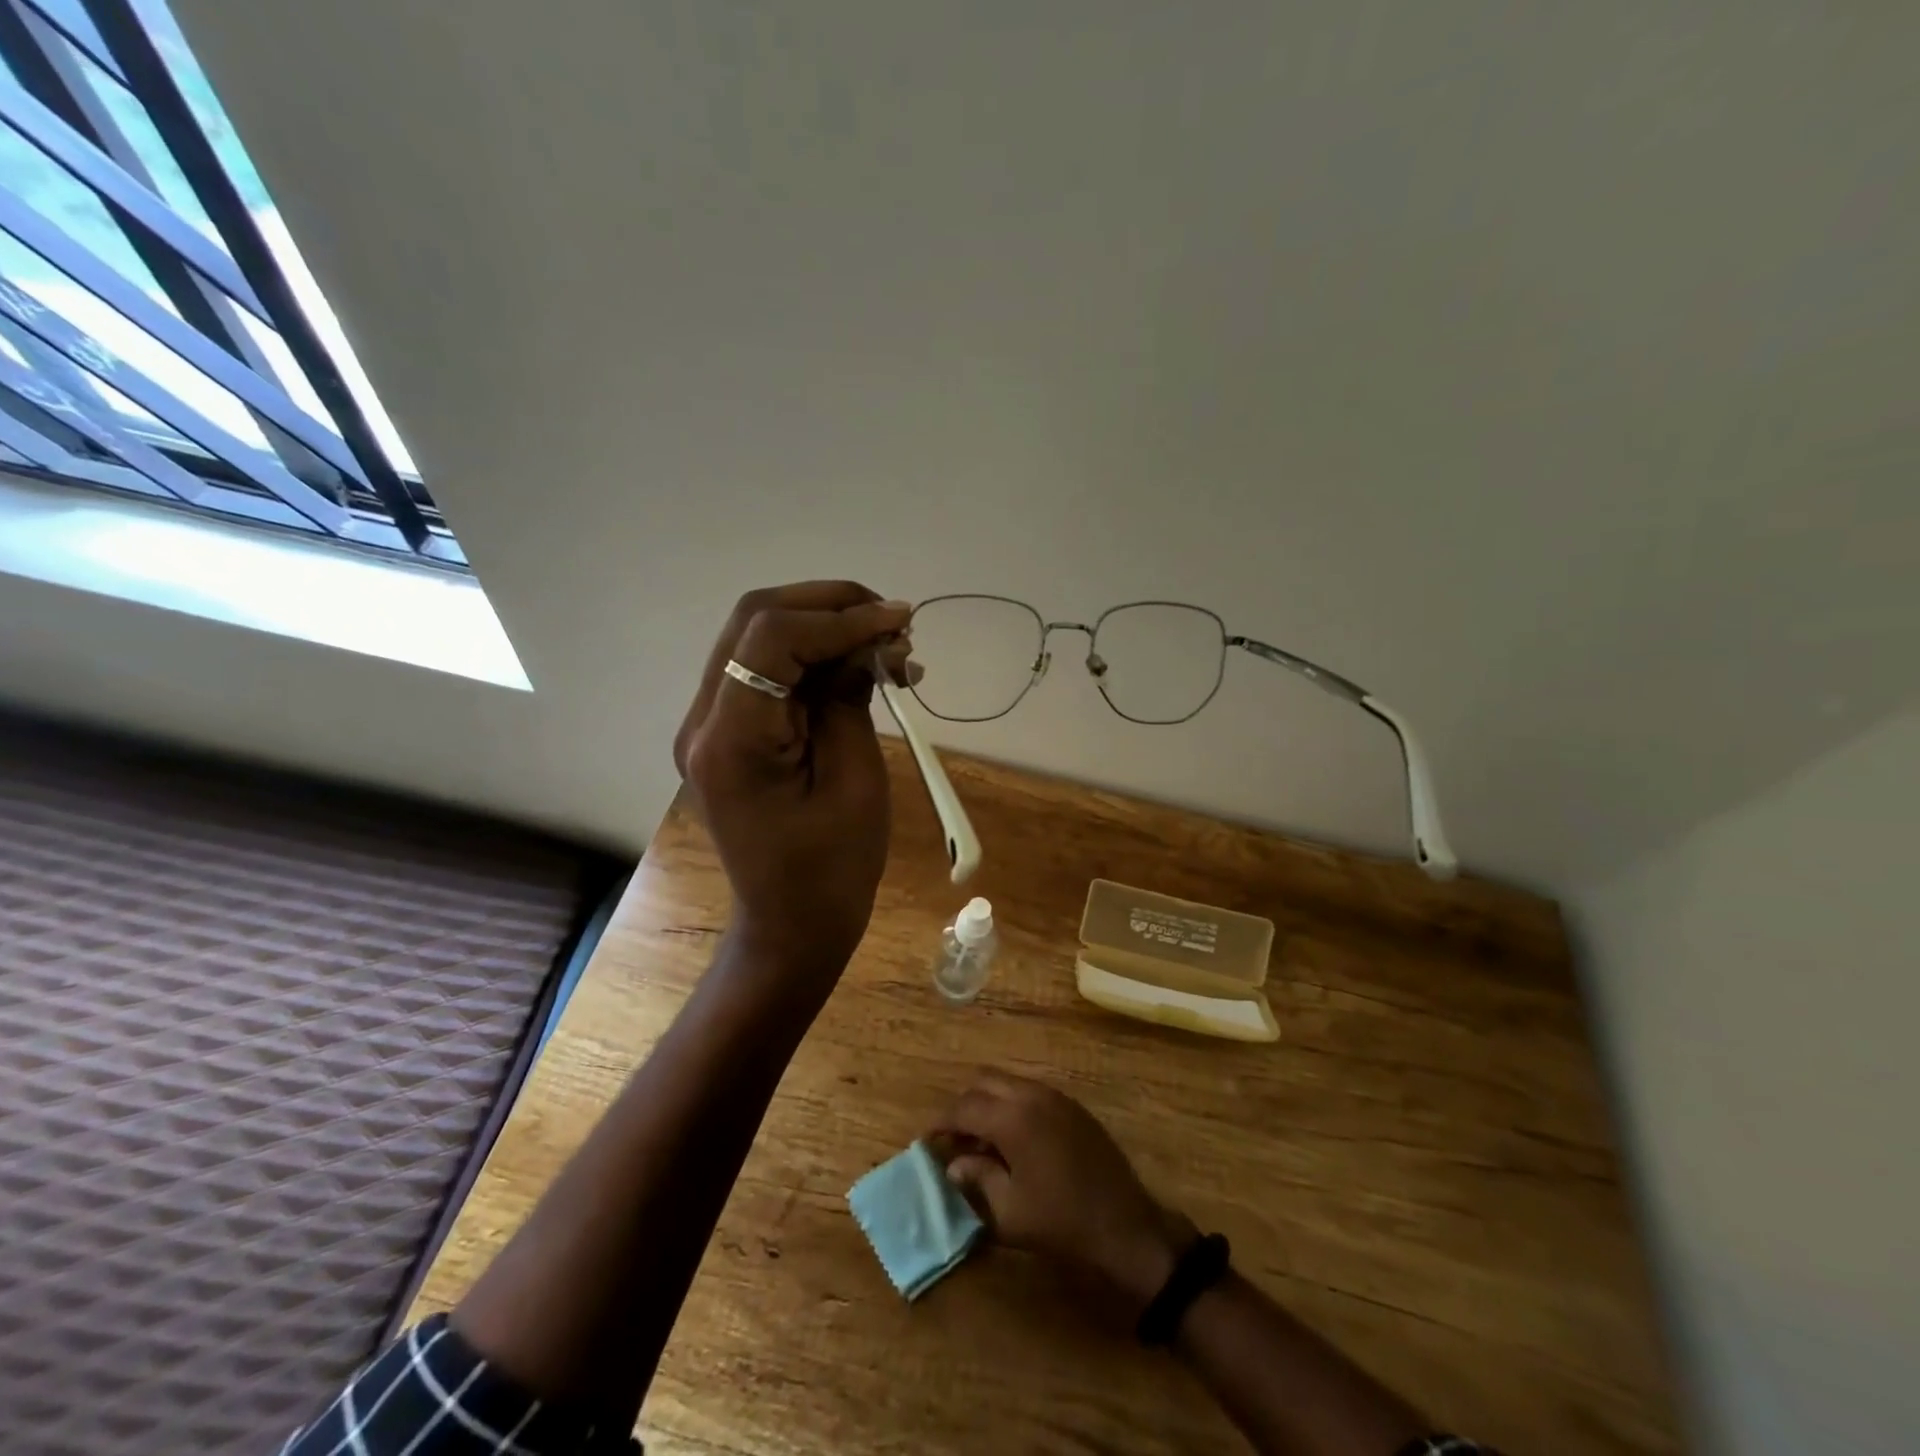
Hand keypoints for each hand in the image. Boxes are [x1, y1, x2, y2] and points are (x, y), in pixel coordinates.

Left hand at [674, 581, 913, 980]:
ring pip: (760, 637)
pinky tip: (861, 670)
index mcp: (732, 741)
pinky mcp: (729, 732)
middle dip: (830, 606)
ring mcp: (709, 725)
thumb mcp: (855, 783)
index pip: (772, 639)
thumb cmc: (831, 871)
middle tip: (893, 623)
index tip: (899, 623)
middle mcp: (704, 721)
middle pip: (756, 619)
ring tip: (887, 647)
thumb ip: (851, 701)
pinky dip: (815, 657)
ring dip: (825, 627)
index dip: (840, 618)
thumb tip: (866, 643)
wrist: (791, 925)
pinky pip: (766, 671)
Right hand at [932, 1072, 1195, 1315]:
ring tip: (982, 1142)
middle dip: (964, 1106)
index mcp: (1012, 1117)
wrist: (1125, 1225)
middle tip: (955, 1139)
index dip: (941, 1123)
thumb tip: (955, 1164)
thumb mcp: (1008, 1212)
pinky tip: (1013, 1141)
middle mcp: (1032, 1094)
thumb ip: (977, 1179)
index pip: (964, 1107)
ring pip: (1008, 1083)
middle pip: (984, 1082)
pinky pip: (1030, 1092)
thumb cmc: (1061, 1222)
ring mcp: (1056, 1096)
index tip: (928, 1142)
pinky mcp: (1072, 1106)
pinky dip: (1012, 1105)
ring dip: (989, 1103)